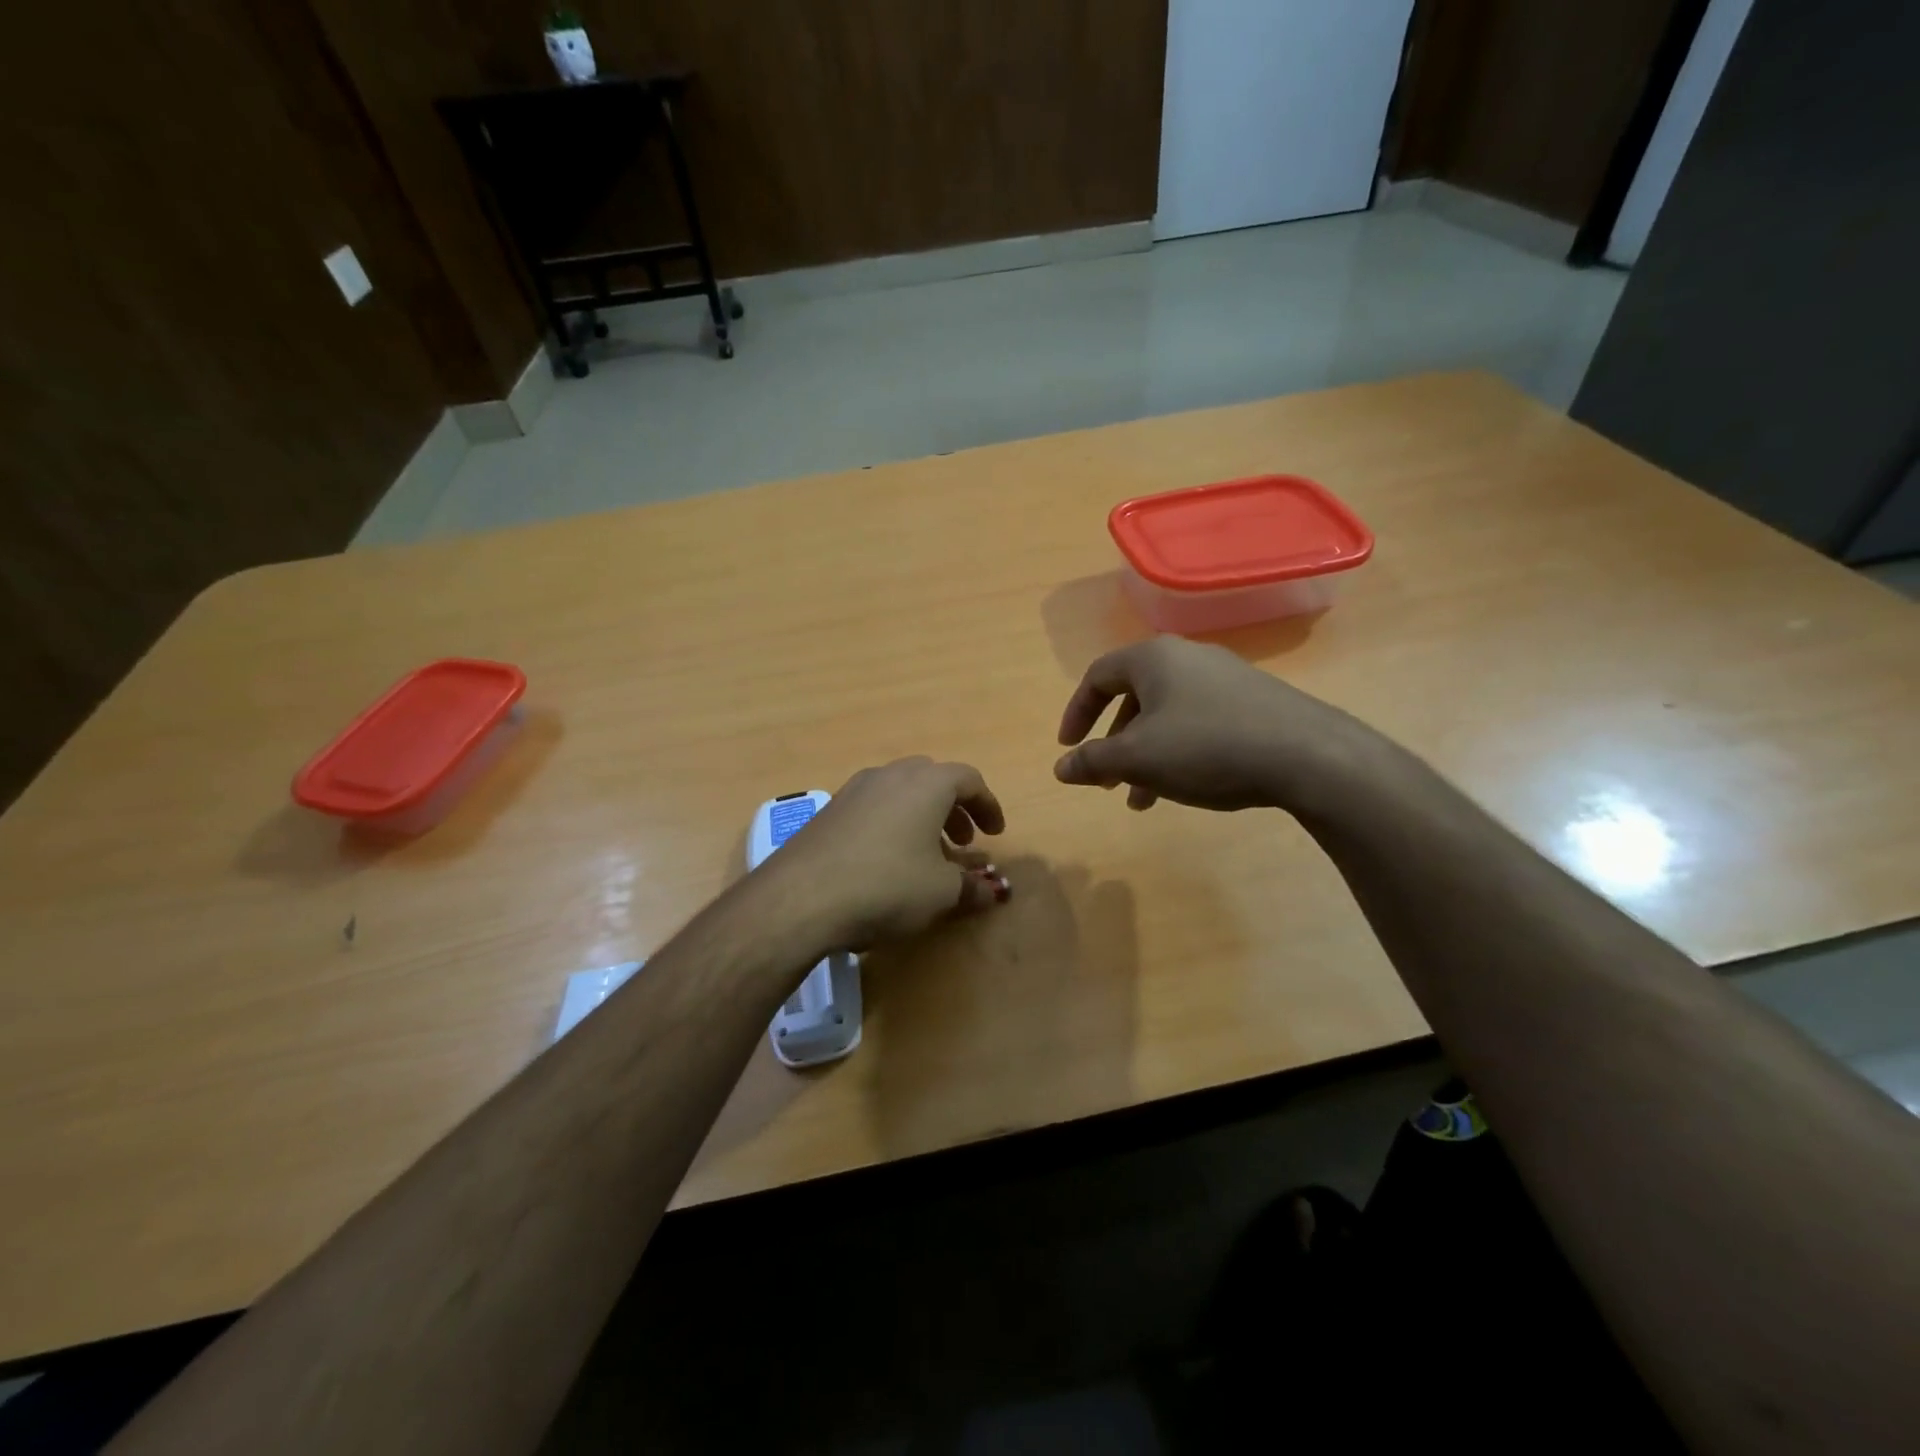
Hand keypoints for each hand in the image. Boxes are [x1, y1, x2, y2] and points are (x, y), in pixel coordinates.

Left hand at [760, 758, 1010, 951]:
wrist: (800, 897)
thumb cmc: (887, 886)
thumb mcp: (941, 893)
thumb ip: (971, 888)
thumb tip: (991, 892)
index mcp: (926, 783)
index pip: (969, 780)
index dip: (988, 806)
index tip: (995, 833)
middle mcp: (890, 775)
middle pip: (933, 780)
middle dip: (954, 809)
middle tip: (963, 842)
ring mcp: (854, 789)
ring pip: (900, 792)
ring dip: (922, 817)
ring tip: (927, 855)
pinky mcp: (828, 810)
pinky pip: (874, 807)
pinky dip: (893, 824)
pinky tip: (887, 861)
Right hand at [1054, 637, 1381, 814]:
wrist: (1308, 755)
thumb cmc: (1206, 748)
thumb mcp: (1137, 758)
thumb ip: (1092, 760)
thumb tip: (1060, 767)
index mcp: (1153, 658)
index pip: (1097, 676)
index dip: (1076, 713)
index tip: (1068, 748)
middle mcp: (1188, 657)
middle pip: (1133, 696)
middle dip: (1113, 742)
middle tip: (1105, 780)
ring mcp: (1226, 677)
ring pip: (1167, 714)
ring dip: (1146, 754)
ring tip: (1142, 799)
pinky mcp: (1254, 700)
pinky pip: (1199, 721)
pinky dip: (1179, 751)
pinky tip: (1186, 786)